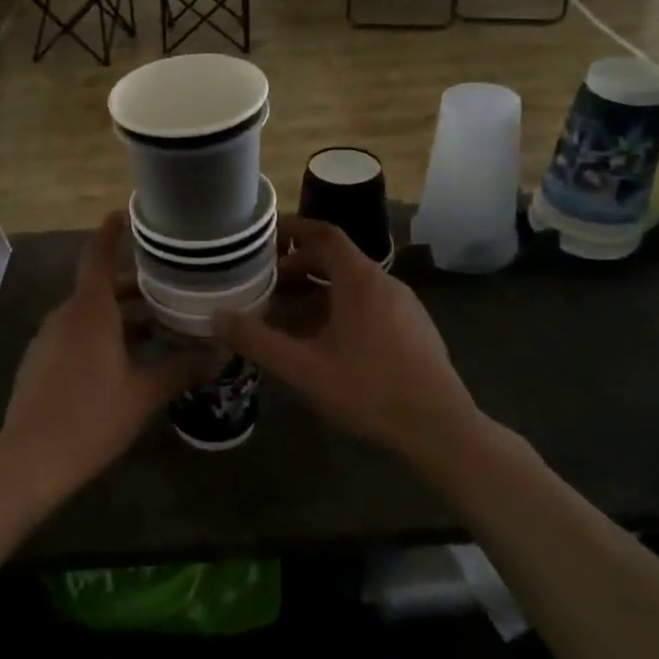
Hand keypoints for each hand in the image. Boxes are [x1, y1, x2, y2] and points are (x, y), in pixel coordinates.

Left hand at [0, 213, 219, 501]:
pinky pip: (75, 334)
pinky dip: (101, 335)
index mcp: (89, 310)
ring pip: (89, 314)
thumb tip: (220, 354)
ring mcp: (48, 339)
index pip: (98, 255)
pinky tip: (124, 361)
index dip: (111, 231)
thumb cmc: (90, 417)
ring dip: (121, 316)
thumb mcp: (142, 393)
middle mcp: (65, 315)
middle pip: (100, 287)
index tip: (128, 213)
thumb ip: (181, 369)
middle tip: (171, 289)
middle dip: (135, 287)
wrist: (29, 460)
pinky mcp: (40, 361)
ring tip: (157, 328)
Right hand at [214, 217, 478, 465]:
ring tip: (286, 319)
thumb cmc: (369, 390)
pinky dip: (340, 310)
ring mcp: (404, 306)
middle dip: (297, 269)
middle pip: (335, 260)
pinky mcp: (414, 329)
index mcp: (360, 279)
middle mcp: (384, 282)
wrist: (441, 429)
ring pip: (352, 286)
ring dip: (316, 294)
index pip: (324, 233)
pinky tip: (324, 345)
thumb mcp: (303, 368)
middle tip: (265, 286)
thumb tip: (217, 317)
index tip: (264, 237)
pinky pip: (369, 305)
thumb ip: (257, 340)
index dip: (292, 229)